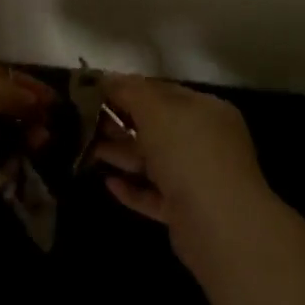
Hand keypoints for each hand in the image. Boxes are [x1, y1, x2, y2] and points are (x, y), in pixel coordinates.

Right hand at [91, 74, 271, 256]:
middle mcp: (205, 141)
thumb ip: (130, 91)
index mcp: (205, 110)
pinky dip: (133, 188)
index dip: (130, 89)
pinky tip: (108, 183)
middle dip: (121, 123)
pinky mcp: (187, 211)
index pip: (163, 91)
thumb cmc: (188, 154)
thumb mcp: (155, 110)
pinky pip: (154, 194)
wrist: (220, 226)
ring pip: (153, 161)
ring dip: (122, 154)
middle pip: (157, 126)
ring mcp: (198, 178)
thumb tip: (107, 78)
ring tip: (86, 149)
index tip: (95, 90)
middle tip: (84, 120)